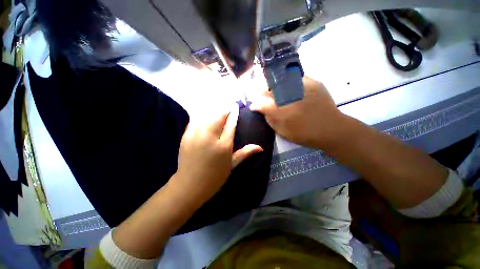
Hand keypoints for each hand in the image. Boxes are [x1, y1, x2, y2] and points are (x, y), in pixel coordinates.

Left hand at [173, 105, 262, 203]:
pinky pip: (195, 120)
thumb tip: (260, 147)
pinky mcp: (185, 136)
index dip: (234, 114)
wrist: (189, 186)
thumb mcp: (232, 165)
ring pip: (206, 115)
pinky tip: (205, 117)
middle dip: (224, 110)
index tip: (236, 107)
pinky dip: (202, 116)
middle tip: (228, 109)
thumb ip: (245, 153)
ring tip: (218, 112)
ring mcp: (196, 135)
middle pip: (218, 116)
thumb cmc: (215, 177)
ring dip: (214, 112)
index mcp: (223, 145)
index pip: (231, 124)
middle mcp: (210, 137)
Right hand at [251, 76, 344, 148]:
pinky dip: (288, 85)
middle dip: (264, 95)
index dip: (255, 103)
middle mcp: (291, 95)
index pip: (261, 101)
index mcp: (282, 110)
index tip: (255, 106)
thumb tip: (259, 108)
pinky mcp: (313, 82)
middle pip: (269, 88)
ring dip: (275, 89)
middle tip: (265, 101)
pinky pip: (294, 79)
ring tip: (278, 96)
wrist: (332, 129)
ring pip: (280, 81)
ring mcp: (302, 85)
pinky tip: (291, 93)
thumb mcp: (282, 131)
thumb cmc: (305, 134)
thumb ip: (269, 118)